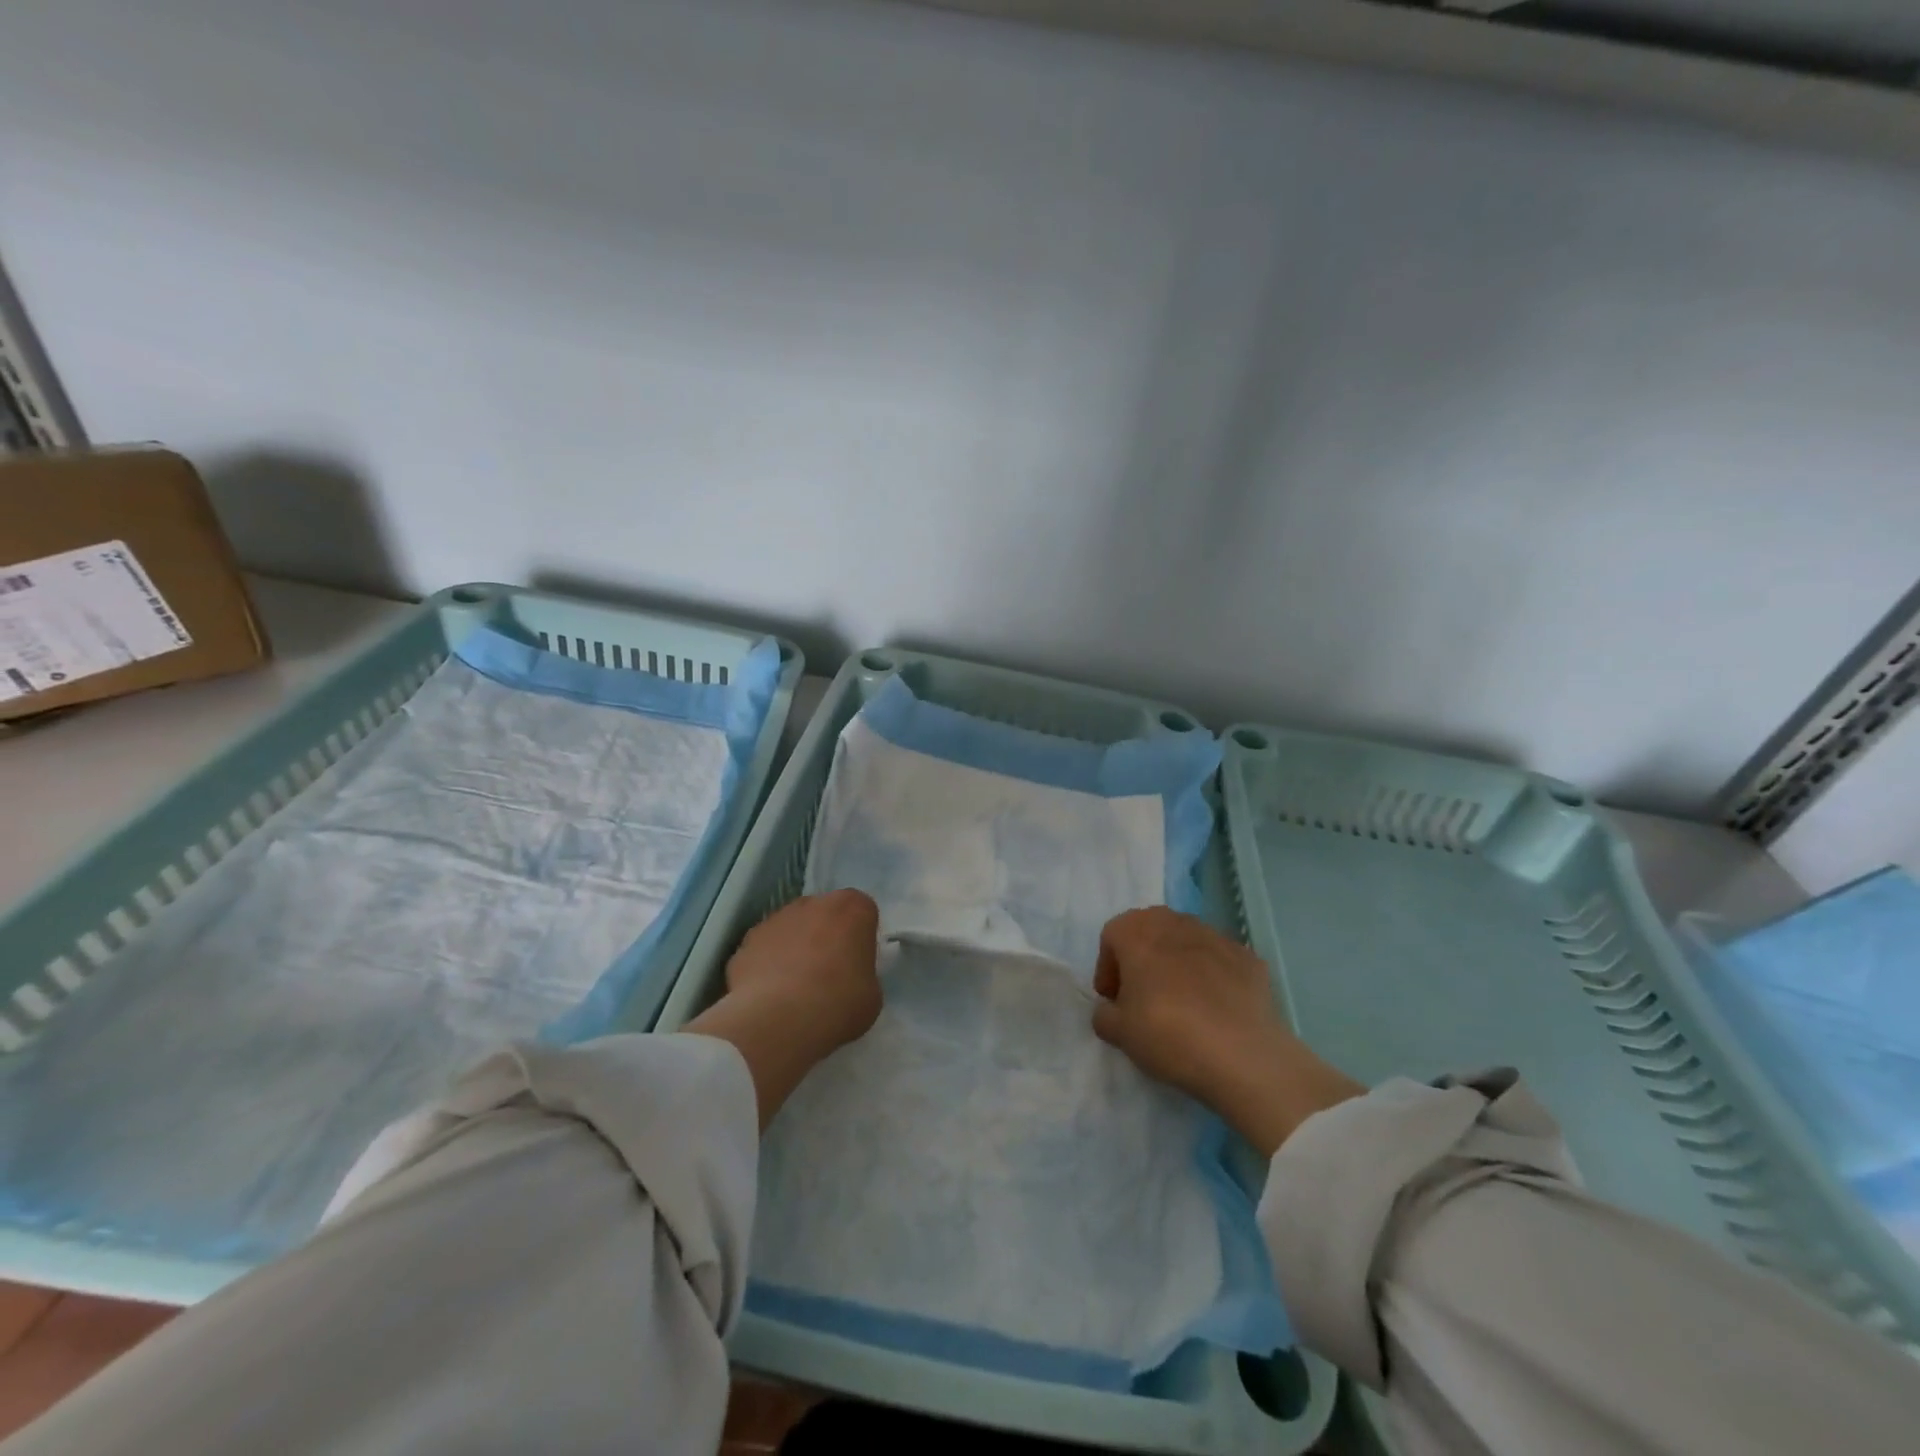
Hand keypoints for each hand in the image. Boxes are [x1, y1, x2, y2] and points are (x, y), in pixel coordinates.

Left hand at [726, 889, 882, 1053]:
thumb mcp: (871, 995)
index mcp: (852, 908)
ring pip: (792, 928)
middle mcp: (814, 903)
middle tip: (828, 975)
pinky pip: (765, 949)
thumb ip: (863, 974)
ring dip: (795, 948)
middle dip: (826, 936)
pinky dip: (768, 965)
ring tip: (794, 990)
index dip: (860, 938)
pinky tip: (769, 996)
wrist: (777, 1020)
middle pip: (824, 914)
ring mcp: (776, 918)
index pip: (862, 912)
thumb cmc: (837, 1003)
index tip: (857, 964)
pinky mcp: (747, 939)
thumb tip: (848, 978)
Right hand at [1092, 907, 1361, 1156]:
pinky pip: (1219, 961)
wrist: (1244, 1056)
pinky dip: (1212, 977)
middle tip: (1143, 997)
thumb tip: (1112, 1008)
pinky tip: (1216, 1011)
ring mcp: (1216, 936)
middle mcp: (1175, 922)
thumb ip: (1104, 1014)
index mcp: (1137, 932)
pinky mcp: (1249, 957)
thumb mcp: (1118, 1033)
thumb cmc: (1168, 1034)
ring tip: (1182, 1004)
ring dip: (1177, 964)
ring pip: (1186, 942)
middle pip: (1149, 931)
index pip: (1111, 937)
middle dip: (1142, 958)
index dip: (1107, 968)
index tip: (1114, 1000)